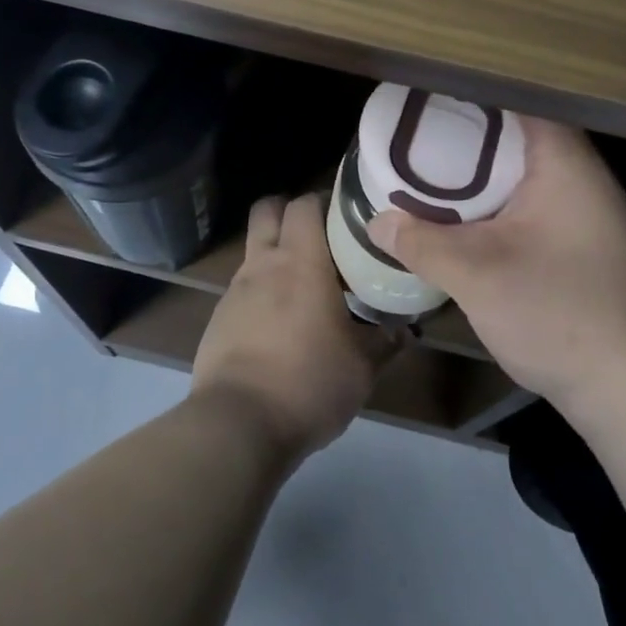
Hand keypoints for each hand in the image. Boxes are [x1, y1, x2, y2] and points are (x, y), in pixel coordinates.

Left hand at [193, 193, 396, 460]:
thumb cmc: (309, 382)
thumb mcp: (362, 367)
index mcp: (301, 261)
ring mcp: (235, 290)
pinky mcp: (218, 319)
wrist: (237, 425)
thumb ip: (386, 341)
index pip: (305, 203)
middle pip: (267, 209)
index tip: (346, 215)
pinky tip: (279, 324)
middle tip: (320, 236)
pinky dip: (261, 291)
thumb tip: (407, 329)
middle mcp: (263, 264)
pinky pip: (242, 288)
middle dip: (290, 211)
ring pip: (254, 249)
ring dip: (275, 254)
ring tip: (304, 285)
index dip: (324, 200)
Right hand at [368, 118, 625, 420]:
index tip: (430, 95)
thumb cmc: (556, 312)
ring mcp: (589, 210)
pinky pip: (535, 200)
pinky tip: (467, 216)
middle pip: (521, 133)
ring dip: (485, 170)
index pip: (519, 99)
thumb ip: (422, 243)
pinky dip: (500, 199)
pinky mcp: (585, 241)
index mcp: (564, 162)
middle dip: (470, 132)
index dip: (473, 93)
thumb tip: (376, 222)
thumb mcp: (476, 276)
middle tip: (419, 131)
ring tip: (433, 166)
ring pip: (527, 170)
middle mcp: (583, 175)